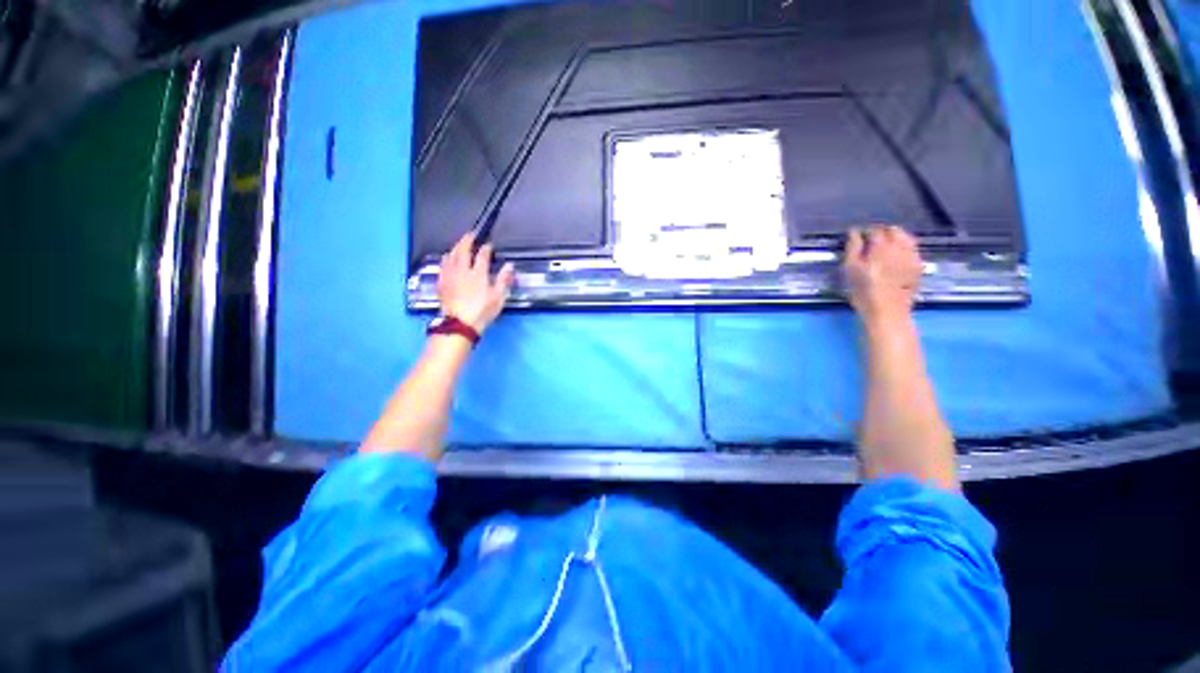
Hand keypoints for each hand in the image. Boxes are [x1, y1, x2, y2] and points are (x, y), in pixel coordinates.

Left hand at [437, 231, 514, 333]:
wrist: (459, 323)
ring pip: (450, 255)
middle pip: (462, 250)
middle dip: (467, 240)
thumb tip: (510, 265)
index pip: (482, 255)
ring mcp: (450, 275)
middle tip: (471, 234)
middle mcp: (462, 270)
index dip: (486, 248)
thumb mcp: (498, 297)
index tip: (489, 245)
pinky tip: (447, 258)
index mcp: (478, 273)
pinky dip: (446, 257)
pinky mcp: (442, 282)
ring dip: (455, 247)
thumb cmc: (482, 311)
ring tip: (459, 244)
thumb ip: (503, 279)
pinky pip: (443, 264)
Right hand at [843, 225, 922, 324]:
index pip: (874, 230)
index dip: (865, 232)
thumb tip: (854, 232)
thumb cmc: (863, 291)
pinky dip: (904, 248)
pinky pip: (912, 249)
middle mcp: (900, 246)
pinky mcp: (918, 265)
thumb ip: (852, 248)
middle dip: (882, 232)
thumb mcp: (850, 269)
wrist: (887, 311)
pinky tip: (896, 257)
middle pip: (893, 230)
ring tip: (885, 247)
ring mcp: (912, 255)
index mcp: (881, 246)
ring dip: (895, 238)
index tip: (858, 238)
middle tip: (871, 242)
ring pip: (906, 238)